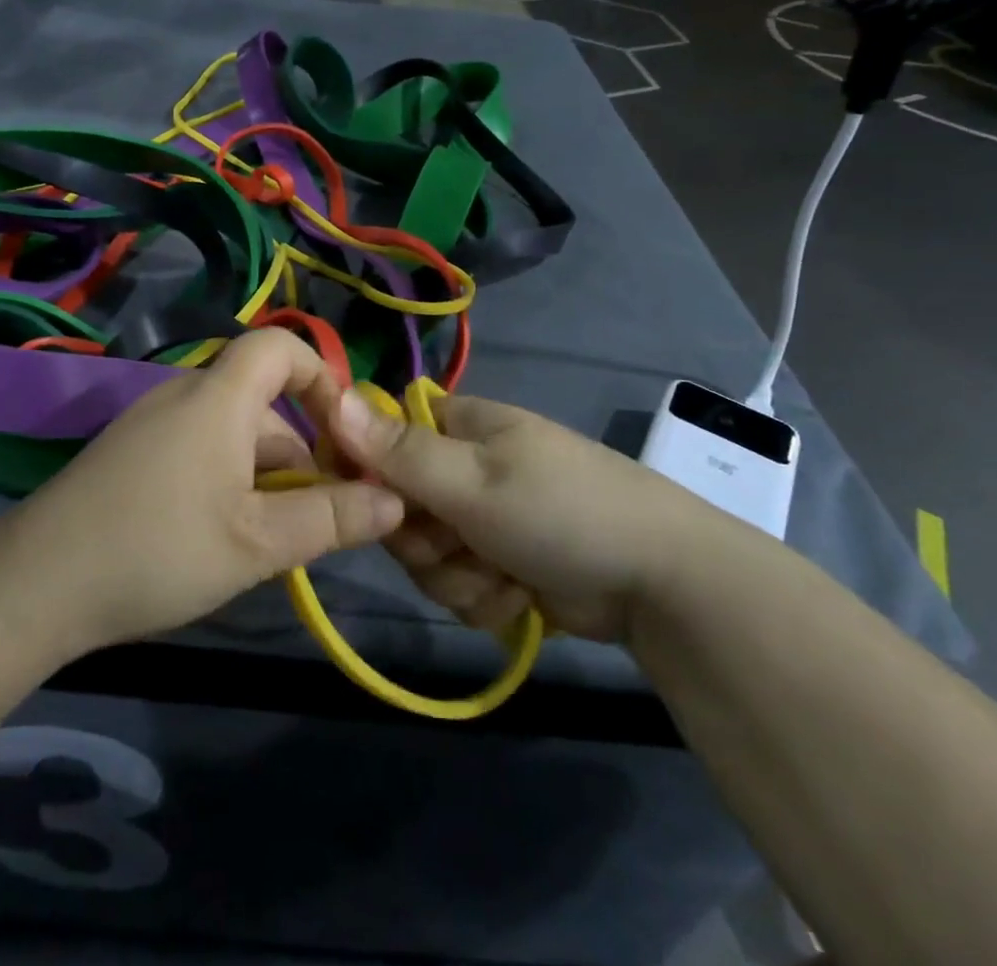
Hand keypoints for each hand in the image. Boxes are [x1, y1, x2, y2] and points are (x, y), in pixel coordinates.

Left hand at [10, 330, 404, 655]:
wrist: (35, 583)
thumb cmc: (159, 549)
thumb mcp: (258, 542)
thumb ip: (331, 517)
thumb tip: (395, 498)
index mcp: (218, 397)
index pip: (279, 346)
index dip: (321, 374)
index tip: (345, 432)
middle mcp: (184, 395)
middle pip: (260, 401)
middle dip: (300, 449)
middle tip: (318, 514)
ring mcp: (151, 423)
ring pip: (230, 431)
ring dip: (263, 473)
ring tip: (271, 539)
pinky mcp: (129, 453)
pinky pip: (197, 447)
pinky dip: (226, 479)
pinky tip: (220, 537)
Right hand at [330, 390, 712, 644]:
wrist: (661, 583)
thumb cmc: (562, 511)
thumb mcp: (474, 482)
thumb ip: (400, 452)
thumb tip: (334, 397)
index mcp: (459, 427)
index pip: (383, 439)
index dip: (371, 474)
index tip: (381, 506)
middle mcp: (464, 468)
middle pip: (399, 509)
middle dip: (424, 543)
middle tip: (461, 545)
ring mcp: (483, 519)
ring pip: (426, 557)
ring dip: (458, 578)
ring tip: (504, 577)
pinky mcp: (501, 565)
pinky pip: (458, 586)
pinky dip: (485, 599)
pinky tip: (520, 598)